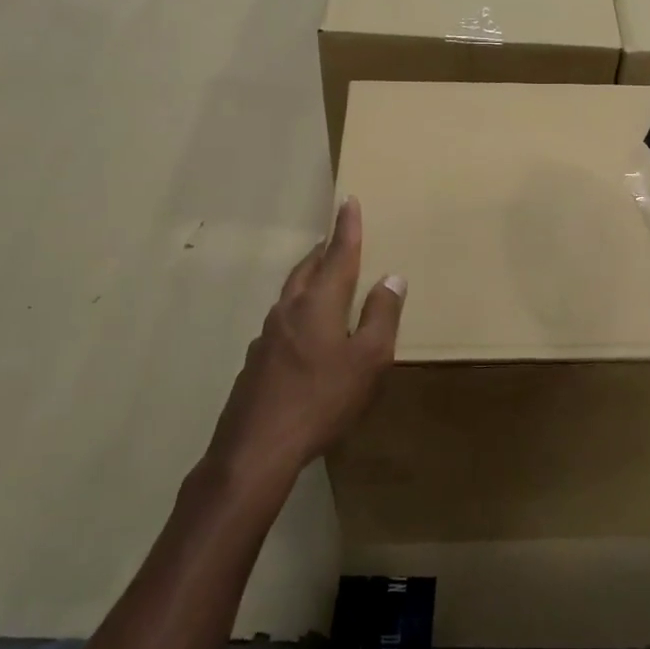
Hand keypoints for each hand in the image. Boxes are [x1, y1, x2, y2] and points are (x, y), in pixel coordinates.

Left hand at [200, 197, 404, 494]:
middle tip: (336, 238)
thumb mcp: (368, 360)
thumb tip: (392, 277)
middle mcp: (289, 311)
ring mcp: (267, 336)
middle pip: (307, 269)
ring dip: (308, 277)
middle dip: (324, 250)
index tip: (347, 200)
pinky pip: (282, 321)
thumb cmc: (322, 399)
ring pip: (291, 294)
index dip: (346, 228)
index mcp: (318, 304)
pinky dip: (298, 310)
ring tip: (323, 277)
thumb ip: (382, 317)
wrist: (257, 448)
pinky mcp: (256, 361)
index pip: (338, 255)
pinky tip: (304, 332)